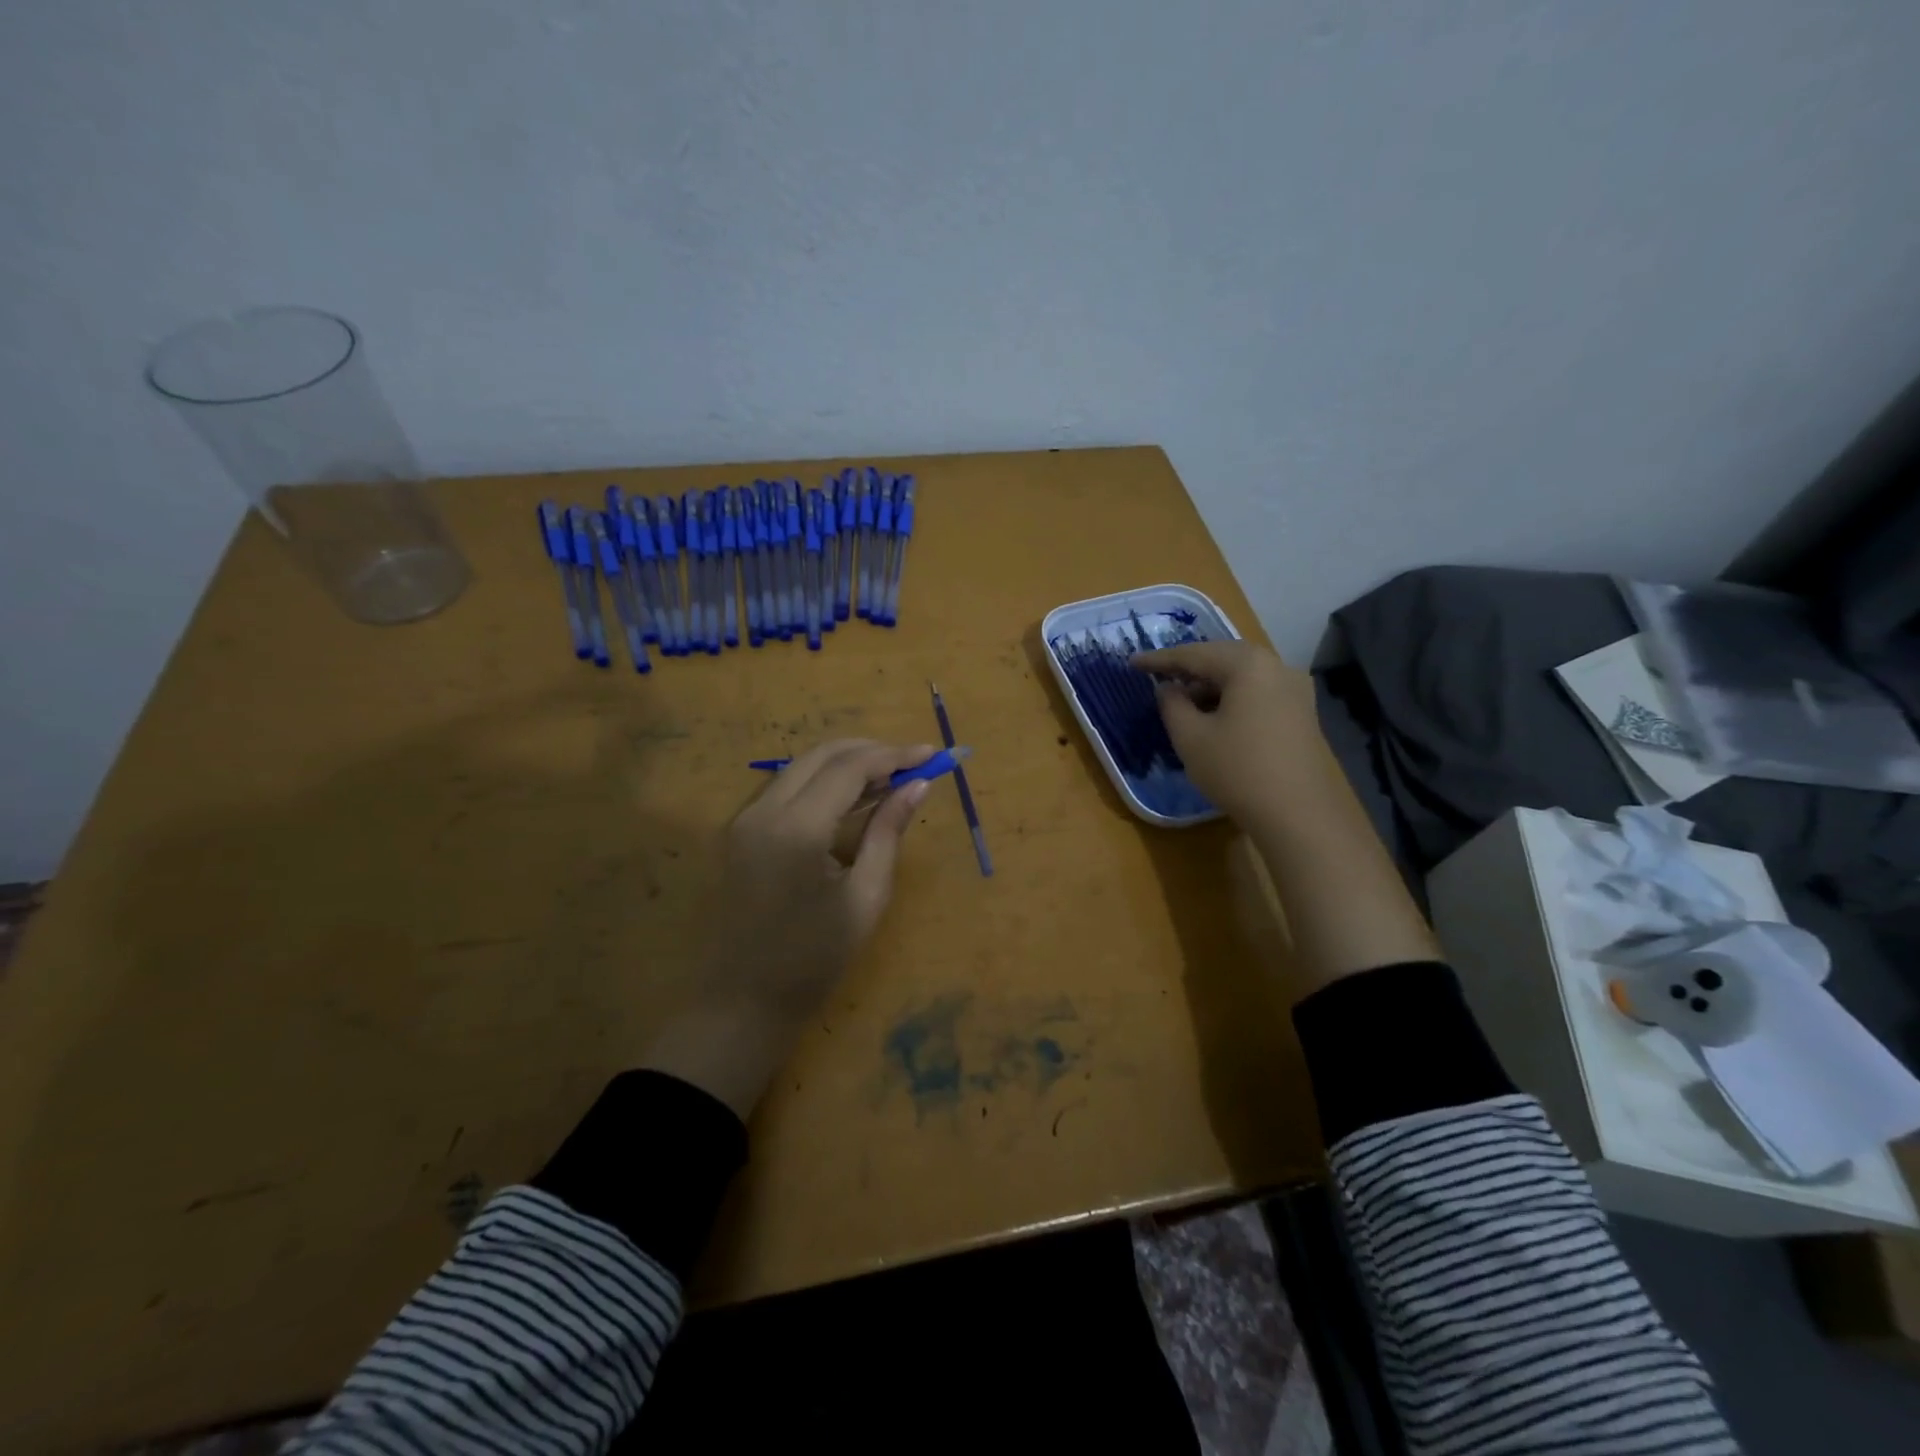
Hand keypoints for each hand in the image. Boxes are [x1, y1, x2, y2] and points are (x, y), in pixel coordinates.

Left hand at [641, 738, 935, 1117]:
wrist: (741, 1003)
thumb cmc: (812, 960)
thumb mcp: (865, 898)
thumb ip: (888, 833)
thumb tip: (918, 786)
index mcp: (796, 829)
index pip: (849, 768)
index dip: (894, 756)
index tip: (932, 755)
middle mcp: (763, 810)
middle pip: (822, 755)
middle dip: (871, 751)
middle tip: (912, 764)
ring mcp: (744, 819)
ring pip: (801, 766)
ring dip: (846, 763)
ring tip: (890, 779)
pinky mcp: (739, 831)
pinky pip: (786, 787)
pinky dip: (822, 781)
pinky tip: (852, 798)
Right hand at [1134, 641, 1322, 831]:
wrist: (1299, 815)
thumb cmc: (1238, 770)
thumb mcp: (1190, 738)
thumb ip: (1172, 705)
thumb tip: (1168, 688)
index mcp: (1248, 664)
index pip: (1194, 654)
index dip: (1159, 659)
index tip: (1132, 663)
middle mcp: (1277, 667)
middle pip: (1222, 658)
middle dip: (1189, 668)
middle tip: (1158, 677)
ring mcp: (1296, 689)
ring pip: (1242, 676)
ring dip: (1210, 685)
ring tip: (1183, 702)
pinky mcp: (1302, 713)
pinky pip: (1258, 693)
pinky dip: (1232, 697)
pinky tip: (1215, 717)